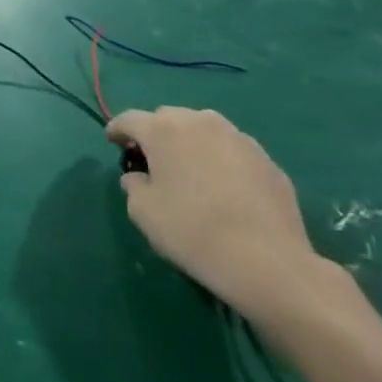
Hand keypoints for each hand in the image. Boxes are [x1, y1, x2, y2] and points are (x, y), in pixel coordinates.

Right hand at [108, 107, 340, 325]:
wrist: (268, 263)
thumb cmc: (192, 231)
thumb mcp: (143, 212)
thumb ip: (134, 185)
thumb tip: (140, 177)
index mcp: (163, 130)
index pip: (129, 119)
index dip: (117, 130)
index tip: (113, 143)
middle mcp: (200, 122)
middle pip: (168, 118)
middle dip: (156, 134)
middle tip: (154, 160)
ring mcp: (238, 139)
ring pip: (204, 129)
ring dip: (191, 143)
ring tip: (191, 170)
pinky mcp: (267, 160)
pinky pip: (232, 151)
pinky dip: (221, 160)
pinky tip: (224, 189)